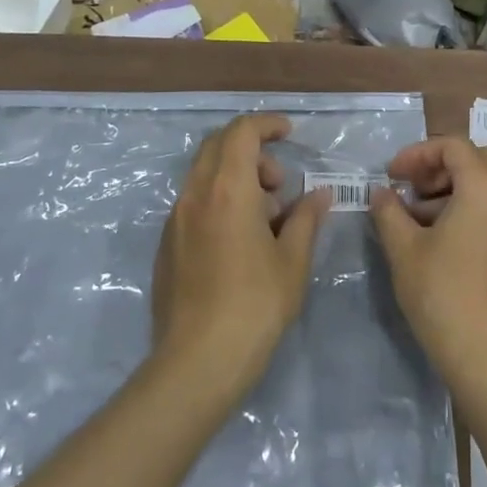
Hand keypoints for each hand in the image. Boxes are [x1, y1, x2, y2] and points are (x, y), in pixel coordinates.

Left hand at [152, 114, 329, 397]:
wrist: (197, 362)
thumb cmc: (255, 305)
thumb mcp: (292, 261)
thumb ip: (305, 219)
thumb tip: (319, 196)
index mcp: (227, 189)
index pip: (242, 132)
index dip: (267, 124)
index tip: (290, 134)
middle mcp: (194, 195)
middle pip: (219, 146)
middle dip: (253, 151)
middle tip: (280, 184)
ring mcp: (175, 220)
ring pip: (205, 174)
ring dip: (237, 178)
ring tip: (266, 219)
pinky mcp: (167, 245)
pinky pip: (195, 202)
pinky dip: (220, 200)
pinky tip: (241, 241)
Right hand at [368, 136, 486, 380]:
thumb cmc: (443, 295)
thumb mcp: (404, 250)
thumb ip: (389, 212)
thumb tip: (382, 193)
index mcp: (485, 187)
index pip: (453, 146)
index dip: (418, 153)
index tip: (392, 176)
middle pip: (481, 158)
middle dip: (444, 165)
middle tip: (416, 188)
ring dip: (458, 187)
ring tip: (422, 219)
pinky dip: (474, 208)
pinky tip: (446, 241)